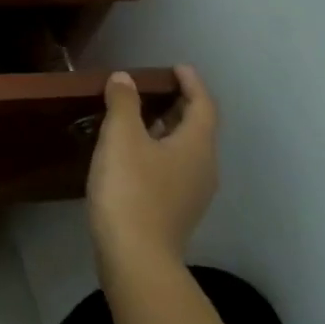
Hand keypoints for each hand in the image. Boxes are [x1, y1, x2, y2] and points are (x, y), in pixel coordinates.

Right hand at [86, 65, 218, 274]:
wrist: (136, 255)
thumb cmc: (131, 189)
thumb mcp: (121, 138)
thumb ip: (123, 104)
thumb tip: (125, 79)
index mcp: (197, 146)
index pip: (203, 106)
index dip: (192, 84)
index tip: (177, 68)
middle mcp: (203, 167)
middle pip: (197, 128)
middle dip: (178, 105)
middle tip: (154, 89)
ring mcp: (192, 192)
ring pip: (184, 149)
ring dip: (166, 129)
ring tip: (139, 118)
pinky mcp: (175, 209)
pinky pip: (173, 168)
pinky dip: (158, 150)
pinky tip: (133, 154)